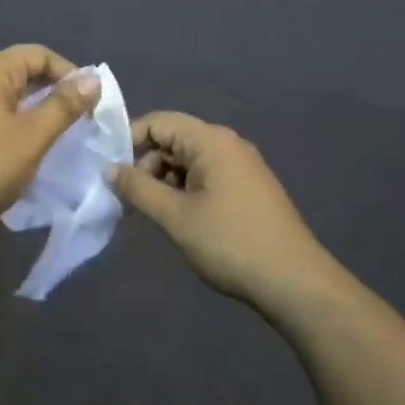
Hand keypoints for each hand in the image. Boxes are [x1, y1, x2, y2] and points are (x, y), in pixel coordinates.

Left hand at [0, 45, 100, 237]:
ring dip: (37, 109)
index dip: (69, 72)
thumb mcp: (34, 135)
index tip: (90, 101)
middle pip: (22, 71)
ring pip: (10, 95)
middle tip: (82, 119)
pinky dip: (18, 121)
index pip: (38, 54)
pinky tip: (32, 145)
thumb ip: (65, 105)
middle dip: (54, 91)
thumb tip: (93, 79)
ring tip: (62, 133)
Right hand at [108, 112, 334, 306]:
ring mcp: (241, 166)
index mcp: (211, 141)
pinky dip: (184, 190)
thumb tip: (110, 168)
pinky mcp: (248, 188)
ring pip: (187, 161)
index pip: (158, 122)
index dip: (128, 140)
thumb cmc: (230, 242)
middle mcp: (227, 144)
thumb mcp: (175, 216)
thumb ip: (138, 188)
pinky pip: (205, 176)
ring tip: (150, 214)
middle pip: (172, 139)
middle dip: (145, 165)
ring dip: (164, 181)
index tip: (108, 171)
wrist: (295, 283)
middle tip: (128, 200)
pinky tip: (178, 219)